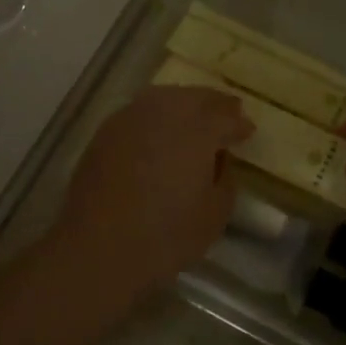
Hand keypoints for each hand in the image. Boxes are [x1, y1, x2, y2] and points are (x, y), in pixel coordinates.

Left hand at [56, 86, 252, 298]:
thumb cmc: (165, 236)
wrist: (98, 247)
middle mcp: (164, 113)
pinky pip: (140, 112)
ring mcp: (130, 119)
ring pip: (164, 98)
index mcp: (197, 130)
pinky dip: (156, 115)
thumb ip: (225, 179)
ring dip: (184, 103)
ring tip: (194, 118)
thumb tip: (219, 159)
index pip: (225, 116)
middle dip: (214, 104)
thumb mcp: (214, 214)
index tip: (248, 131)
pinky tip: (160, 131)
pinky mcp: (106, 132)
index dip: (239, 124)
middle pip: (195, 97)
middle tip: (228, 113)